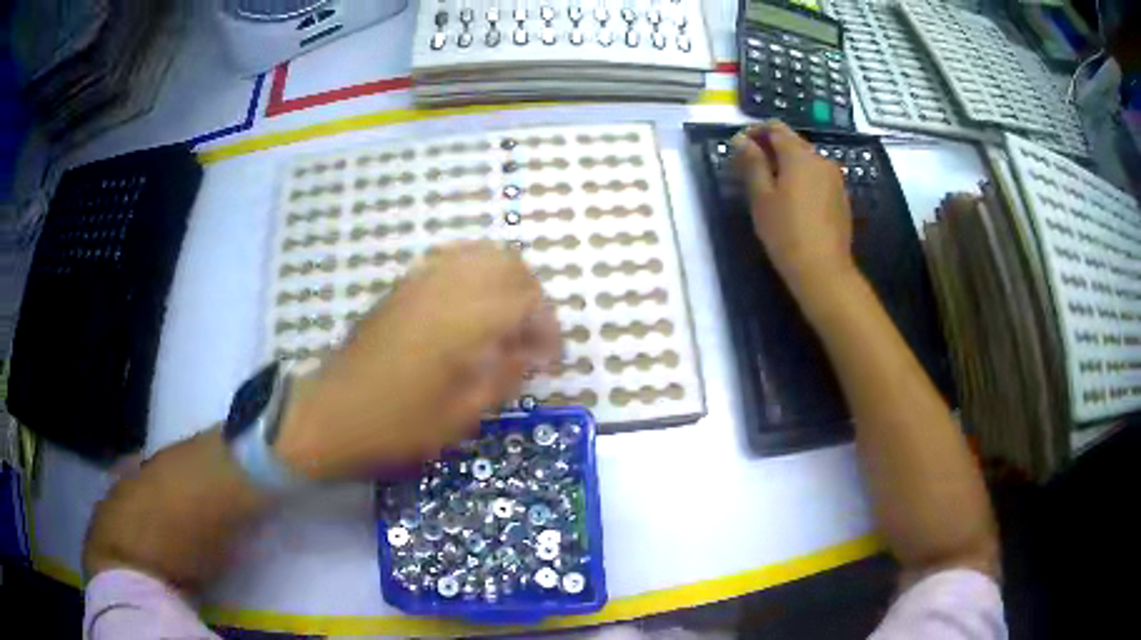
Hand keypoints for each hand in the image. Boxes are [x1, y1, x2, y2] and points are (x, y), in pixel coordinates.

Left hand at [275, 242, 560, 479]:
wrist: (330, 416)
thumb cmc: (396, 426)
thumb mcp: (460, 416)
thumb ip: (504, 377)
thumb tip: (532, 354)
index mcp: (463, 320)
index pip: (527, 301)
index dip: (548, 328)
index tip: (550, 361)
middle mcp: (445, 287)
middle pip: (508, 264)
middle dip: (532, 296)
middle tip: (531, 338)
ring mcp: (419, 281)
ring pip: (479, 254)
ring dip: (505, 281)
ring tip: (506, 322)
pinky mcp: (401, 287)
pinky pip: (450, 260)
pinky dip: (475, 274)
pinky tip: (471, 311)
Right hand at [730, 121, 855, 297]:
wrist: (824, 271)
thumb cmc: (786, 232)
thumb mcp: (761, 197)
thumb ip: (752, 163)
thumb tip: (742, 139)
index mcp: (799, 155)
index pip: (775, 128)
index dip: (755, 132)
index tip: (739, 146)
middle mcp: (821, 159)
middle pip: (792, 142)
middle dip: (770, 148)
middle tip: (750, 168)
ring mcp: (835, 179)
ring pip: (806, 160)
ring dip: (787, 164)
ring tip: (770, 186)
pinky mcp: (841, 197)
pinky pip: (817, 177)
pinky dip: (802, 179)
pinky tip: (792, 201)